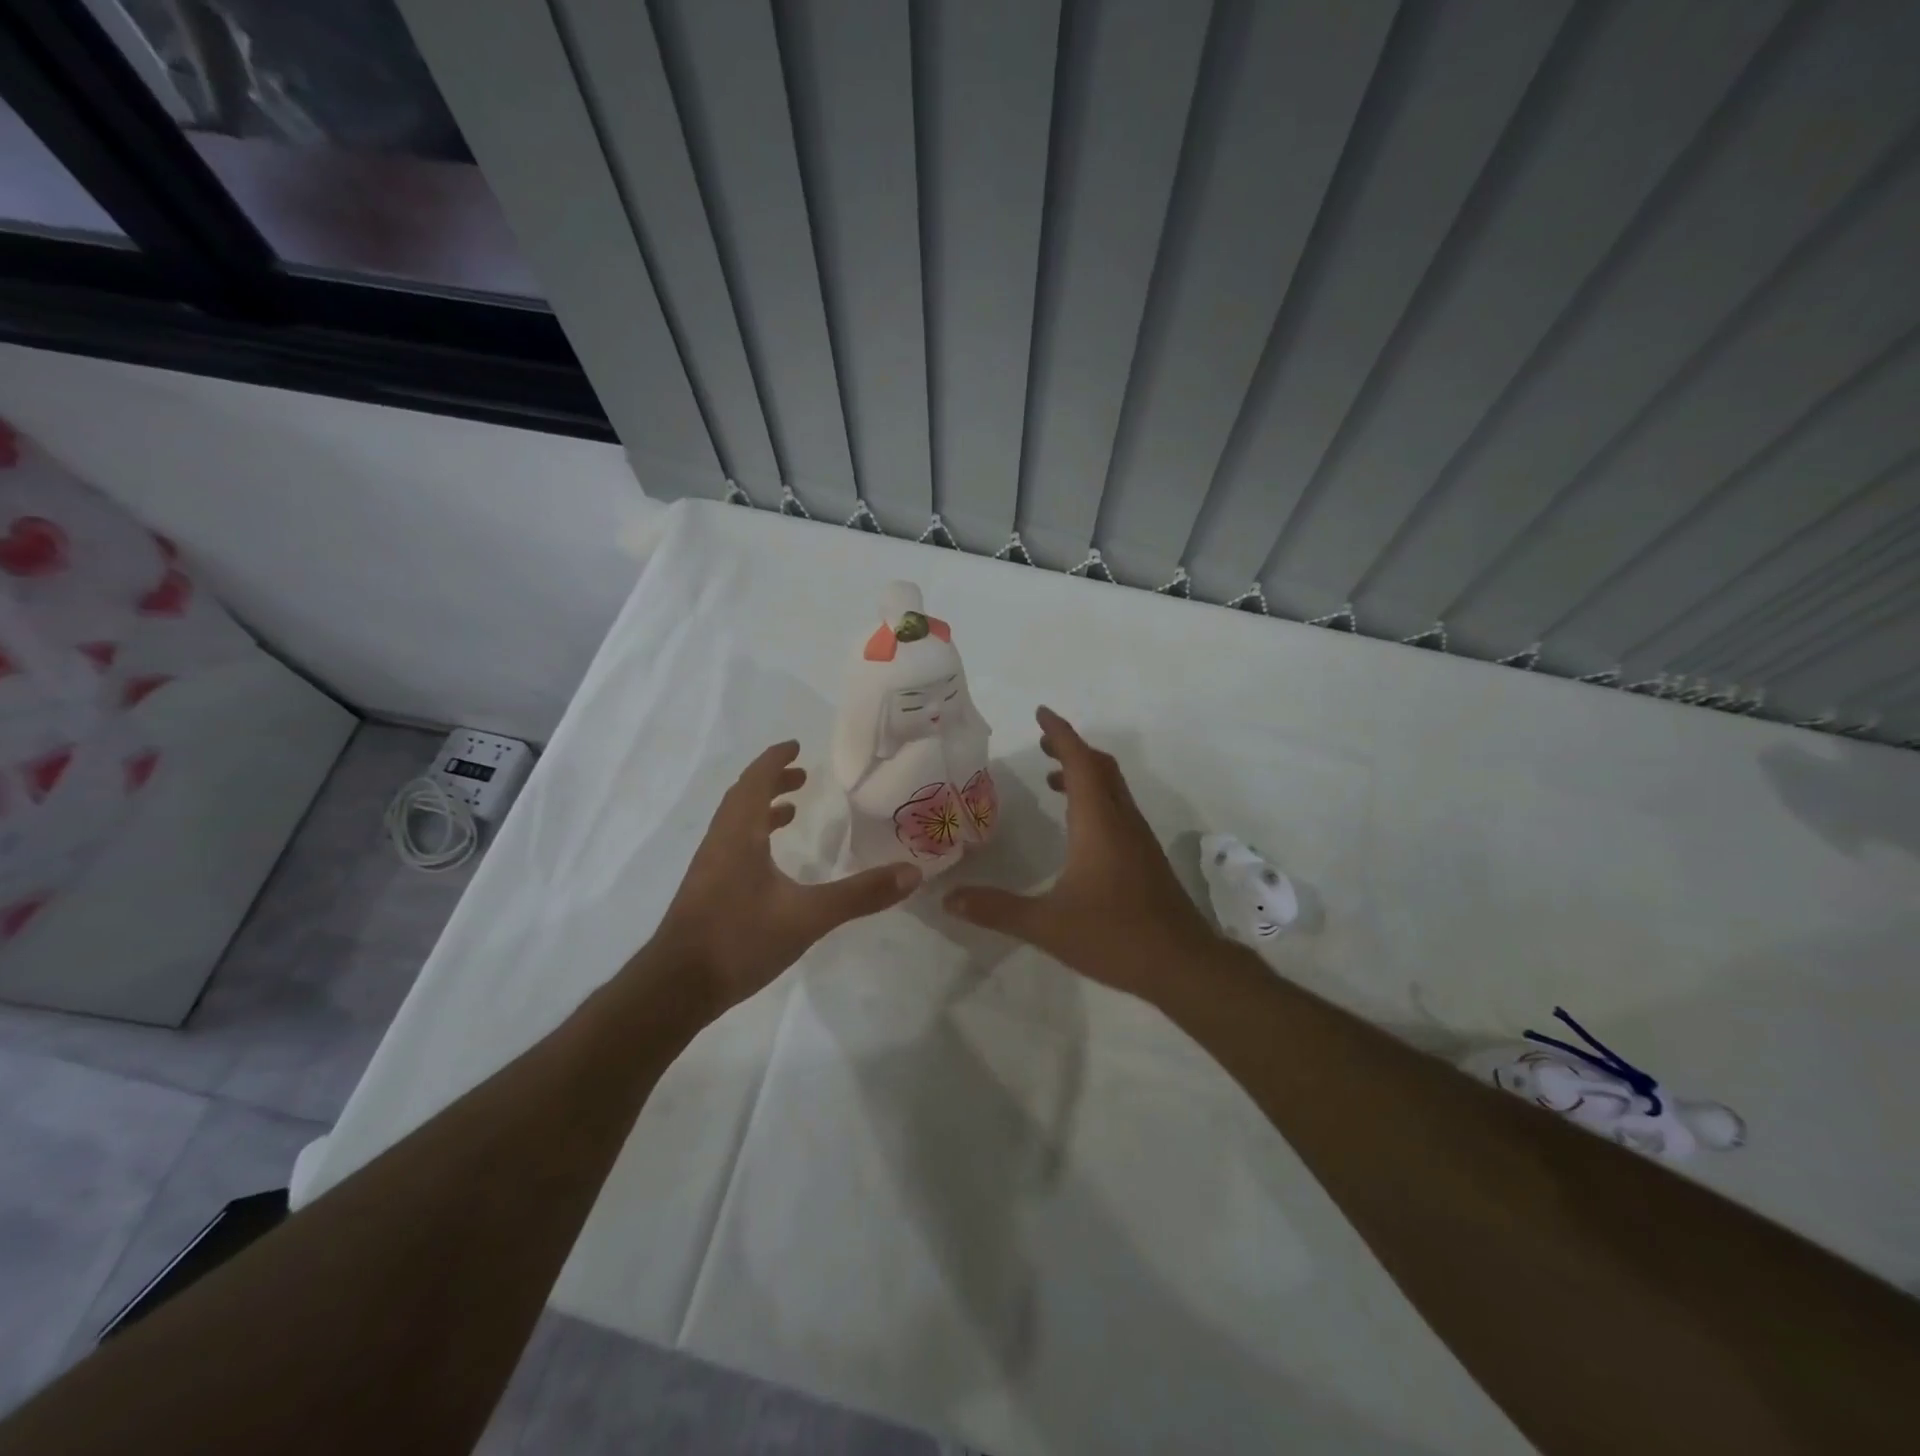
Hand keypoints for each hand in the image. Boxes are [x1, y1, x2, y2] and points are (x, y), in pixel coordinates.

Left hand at [653, 741, 920, 1011]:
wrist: (677, 988)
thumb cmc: (739, 939)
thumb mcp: (808, 917)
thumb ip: (859, 895)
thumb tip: (911, 873)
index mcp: (740, 834)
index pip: (755, 781)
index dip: (775, 760)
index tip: (796, 746)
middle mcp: (720, 841)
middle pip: (743, 797)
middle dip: (771, 781)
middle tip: (802, 777)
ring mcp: (709, 868)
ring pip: (735, 823)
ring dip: (761, 809)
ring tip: (791, 811)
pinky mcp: (706, 892)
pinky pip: (731, 846)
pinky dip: (753, 837)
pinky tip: (770, 865)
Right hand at [943, 707, 1220, 1001]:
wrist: (1182, 964)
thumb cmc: (1114, 935)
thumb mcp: (1047, 924)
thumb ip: (997, 909)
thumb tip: (949, 899)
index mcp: (1098, 822)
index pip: (1080, 762)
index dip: (1060, 734)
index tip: (1041, 713)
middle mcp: (1121, 820)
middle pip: (1100, 767)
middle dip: (1071, 748)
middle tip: (1041, 742)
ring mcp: (1138, 838)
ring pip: (1113, 788)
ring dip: (1085, 773)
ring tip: (1053, 778)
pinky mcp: (1145, 857)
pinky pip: (1118, 809)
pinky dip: (1095, 799)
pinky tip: (1079, 828)